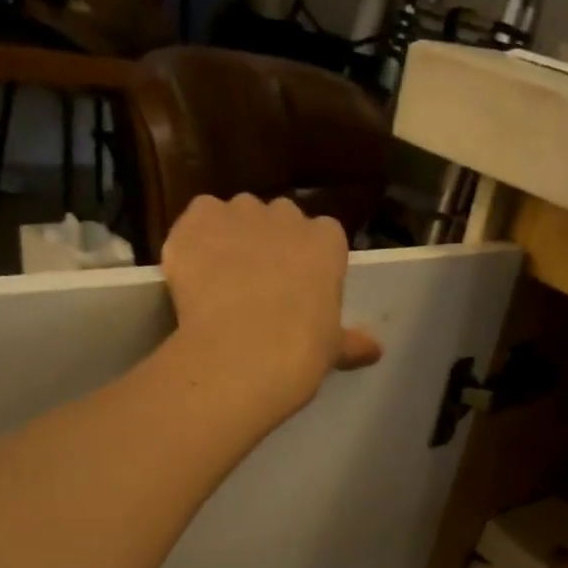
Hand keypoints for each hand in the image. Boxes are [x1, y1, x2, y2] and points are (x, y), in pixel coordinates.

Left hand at [161, 195, 381, 417]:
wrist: (242, 354)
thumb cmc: (300, 352)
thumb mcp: (333, 349)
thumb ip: (352, 342)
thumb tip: (375, 350)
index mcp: (327, 241)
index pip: (324, 236)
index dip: (309, 260)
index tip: (301, 288)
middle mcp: (285, 215)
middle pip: (278, 219)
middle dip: (269, 244)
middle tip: (260, 287)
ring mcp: (238, 213)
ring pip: (234, 216)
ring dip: (230, 239)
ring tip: (221, 283)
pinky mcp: (196, 221)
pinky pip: (195, 222)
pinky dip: (193, 243)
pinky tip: (191, 276)